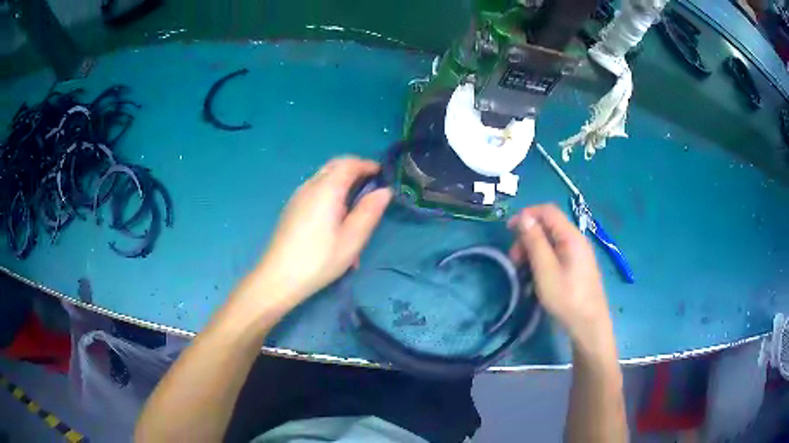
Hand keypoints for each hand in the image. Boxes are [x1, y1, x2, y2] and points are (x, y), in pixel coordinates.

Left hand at [253, 157, 391, 305]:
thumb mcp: (352, 240)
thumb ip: (369, 212)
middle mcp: (310, 186)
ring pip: (324, 179)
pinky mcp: (291, 208)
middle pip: (334, 166)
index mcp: (326, 189)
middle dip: (355, 171)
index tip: (383, 175)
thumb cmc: (318, 260)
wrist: (278, 278)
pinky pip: (314, 192)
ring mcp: (297, 196)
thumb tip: (384, 191)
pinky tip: (334, 224)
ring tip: (355, 212)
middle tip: (371, 188)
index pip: (349, 163)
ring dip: (342, 185)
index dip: (368, 165)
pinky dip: (329, 196)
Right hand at [508, 204, 611, 344]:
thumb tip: (524, 217)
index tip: (509, 231)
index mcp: (571, 236)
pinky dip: (542, 260)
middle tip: (515, 260)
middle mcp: (576, 240)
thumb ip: (535, 241)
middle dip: (528, 237)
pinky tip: (536, 277)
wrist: (589, 325)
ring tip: (522, 272)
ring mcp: (578, 254)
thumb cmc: (566, 297)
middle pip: (548, 226)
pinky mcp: (577, 266)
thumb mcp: (545, 269)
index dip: (527, 215)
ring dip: (533, 251)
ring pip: (551, 241)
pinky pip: (557, 254)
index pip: (547, 211)